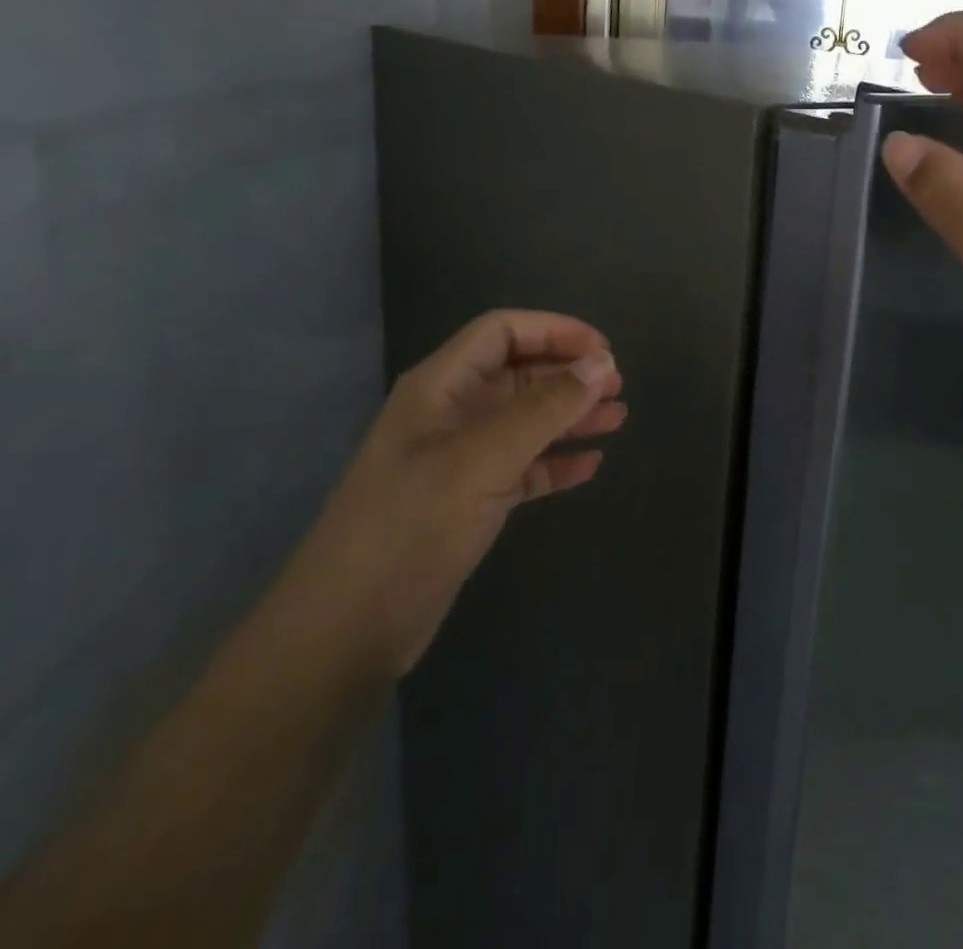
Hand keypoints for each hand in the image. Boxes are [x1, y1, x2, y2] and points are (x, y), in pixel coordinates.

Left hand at [280, 311, 625, 679]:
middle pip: (518, 373)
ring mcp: (459, 459)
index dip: (555, 331)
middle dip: (569, 374)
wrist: (345, 632)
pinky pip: (523, 466)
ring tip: (618, 418)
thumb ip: (545, 409)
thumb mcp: (482, 460)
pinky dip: (556, 461)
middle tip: (618, 386)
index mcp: (440, 387)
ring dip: (570, 415)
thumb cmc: (410, 527)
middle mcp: (450, 413)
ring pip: (526, 420)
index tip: (605, 351)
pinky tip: (590, 466)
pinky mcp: (469, 501)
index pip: (502, 332)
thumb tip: (602, 364)